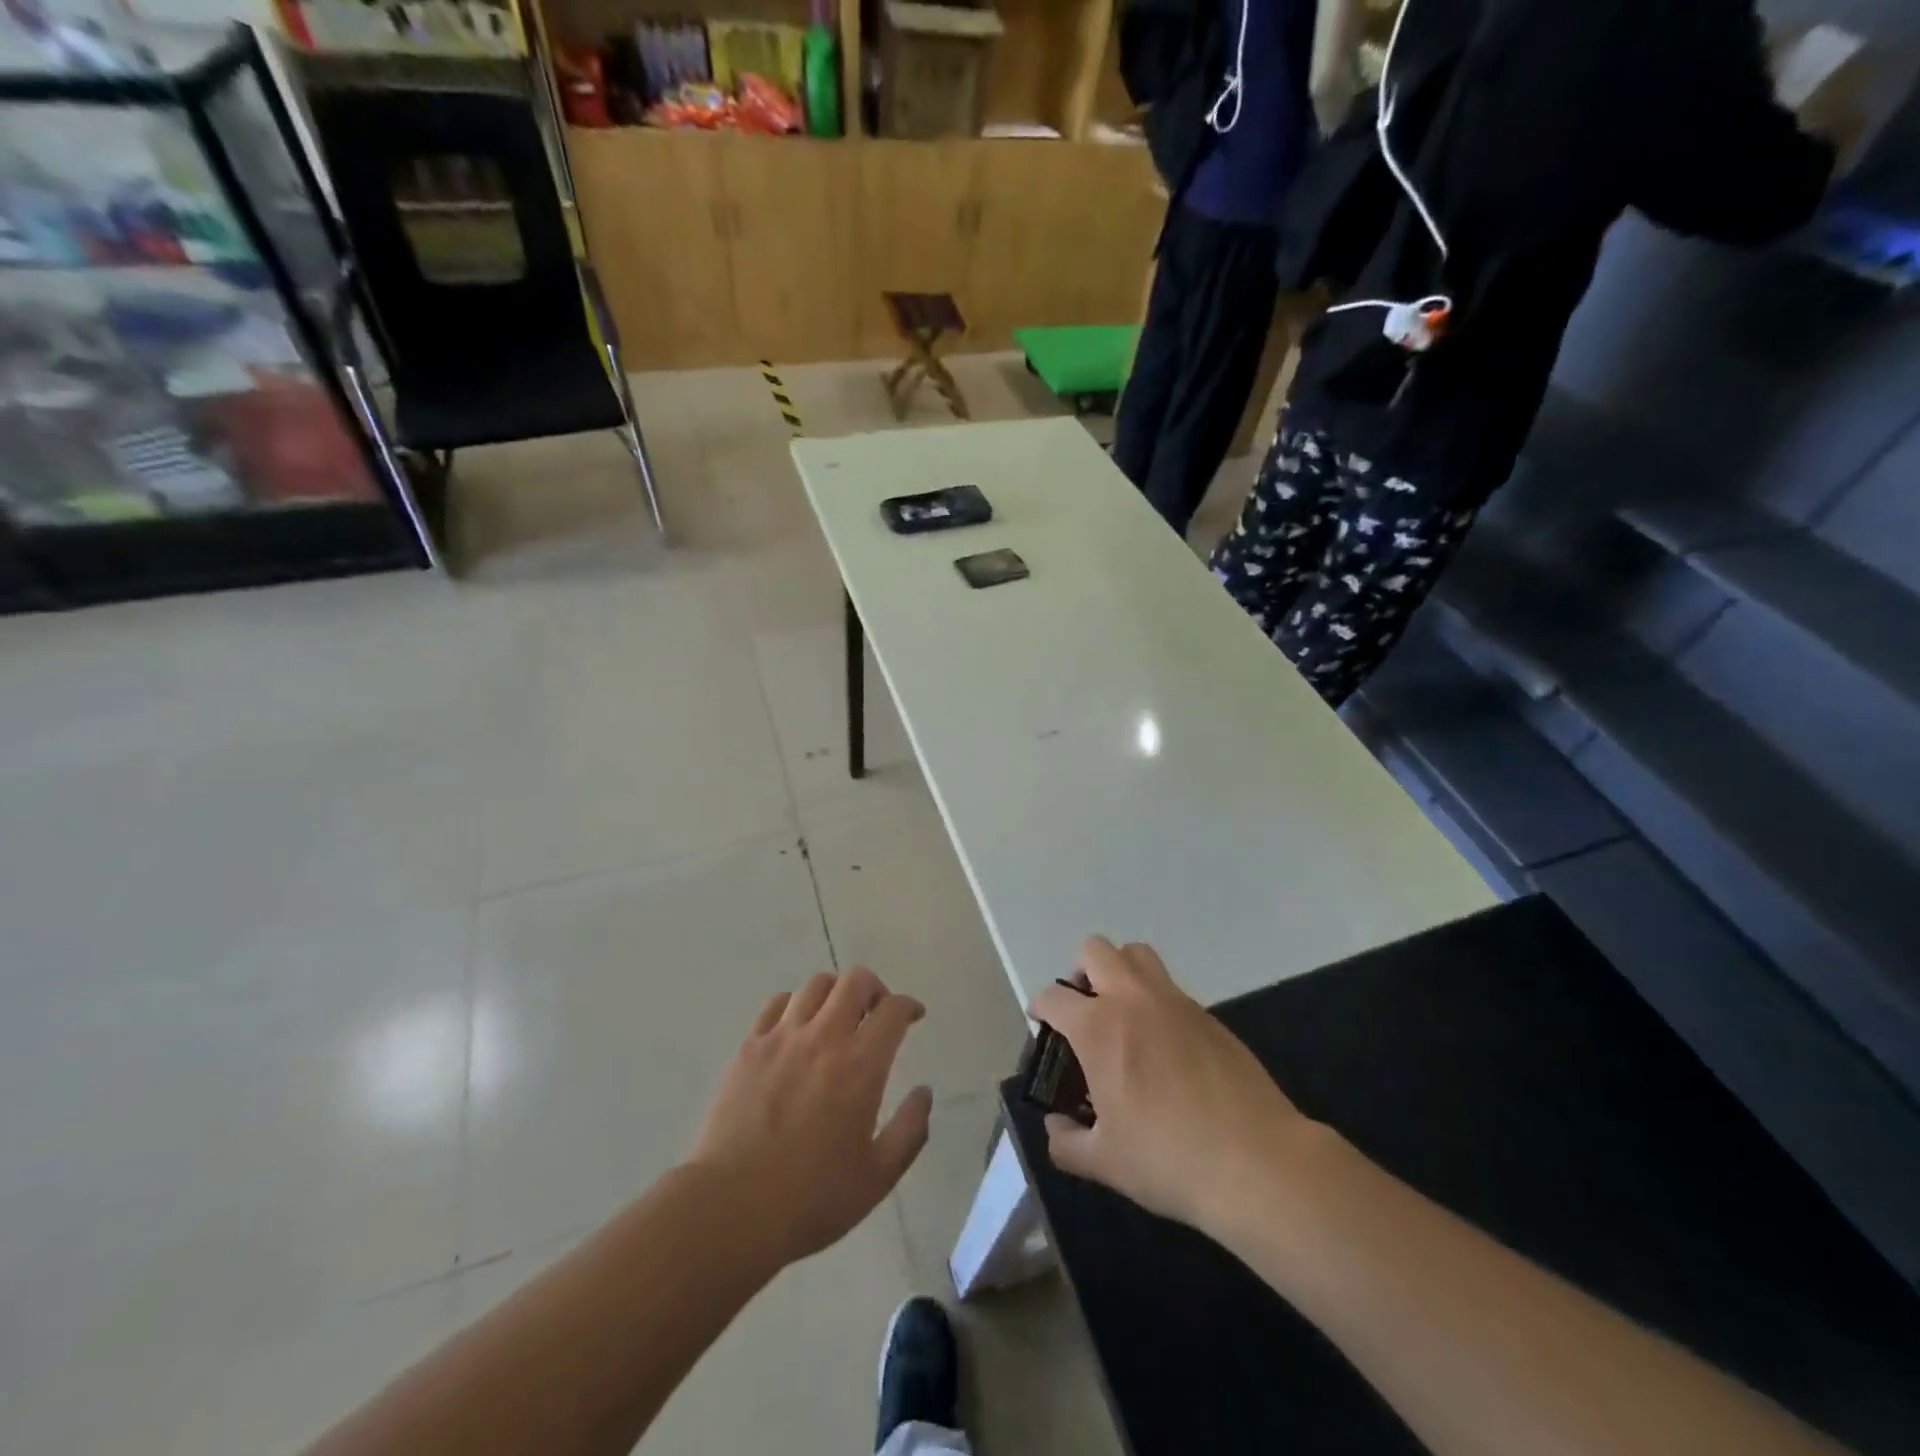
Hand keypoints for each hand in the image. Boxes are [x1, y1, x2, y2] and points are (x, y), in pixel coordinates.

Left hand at [689, 968, 932, 1267]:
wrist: (730, 1209)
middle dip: (875, 988)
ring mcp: (782, 1037)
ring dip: (836, 993)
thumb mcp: (877, 1177)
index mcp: (861, 1066)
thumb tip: (924, 1092)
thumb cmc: (810, 1200)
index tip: (913, 1017)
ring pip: (816, 985)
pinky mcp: (750, 1047)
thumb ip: (910, 1130)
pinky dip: (796, 1005)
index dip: (909, 1006)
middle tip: (876, 1013)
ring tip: (837, 1018)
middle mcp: (824, 1038)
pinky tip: (798, 1028)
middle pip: (855, 981)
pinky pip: (778, 1003)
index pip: (893, 1010)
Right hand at [1029, 938, 1318, 1235]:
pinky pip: (1170, 988)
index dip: (1041, 1008)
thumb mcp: (1105, 1162)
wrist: (1256, 1161)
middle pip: (1096, 951)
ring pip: (1138, 955)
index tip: (1042, 1026)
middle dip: (1080, 971)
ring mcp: (1175, 1002)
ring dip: (1120, 971)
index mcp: (1099, 1028)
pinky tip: (1163, 1046)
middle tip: (1083, 1010)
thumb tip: (1056, 1128)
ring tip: (1121, 1015)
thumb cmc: (1169, 1159)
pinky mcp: (1208, 1015)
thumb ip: (1066, 1143)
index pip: (1054, 997)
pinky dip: (1155, 1001)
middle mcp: (1133, 1000)